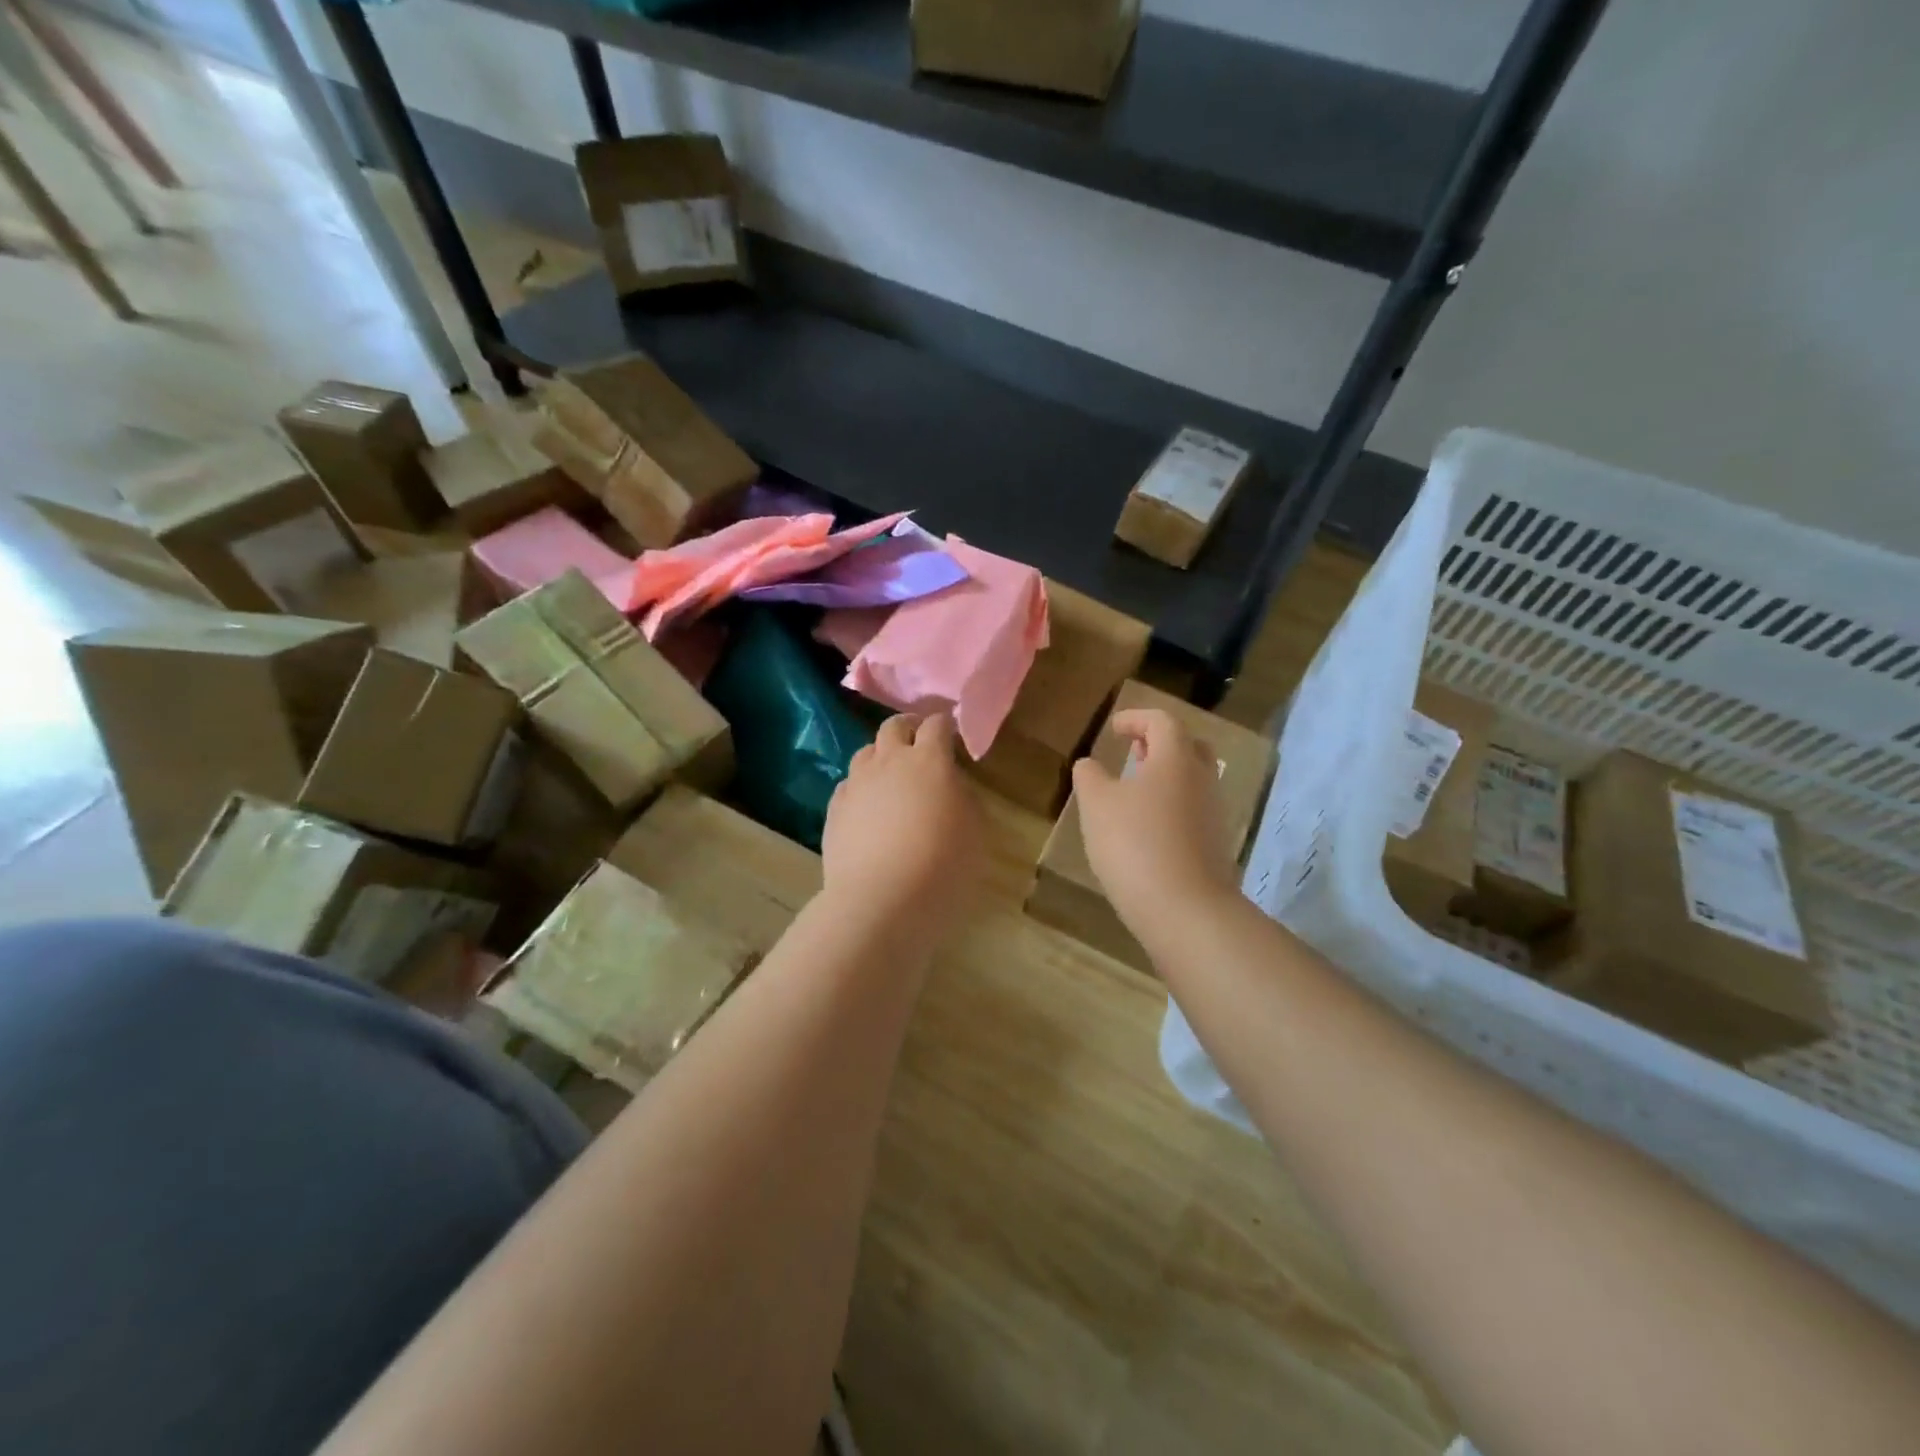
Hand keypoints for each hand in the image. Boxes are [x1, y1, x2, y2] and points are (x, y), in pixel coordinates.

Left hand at [823, 713, 984, 937]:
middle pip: (894, 726)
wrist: (882, 902)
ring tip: (891, 777)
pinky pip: (848, 785)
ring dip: (881, 757)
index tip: (953, 737)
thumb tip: (949, 783)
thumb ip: (962, 795)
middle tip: (919, 745)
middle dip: (908, 729)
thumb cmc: (943, 866)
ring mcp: (857, 784)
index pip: (936, 724)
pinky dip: (861, 788)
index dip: (945, 725)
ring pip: (865, 752)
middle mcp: (889, 762)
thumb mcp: (975, 829)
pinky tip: (868, 809)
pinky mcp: (835, 810)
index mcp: (929, 760)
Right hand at [1071, 708, 1238, 935]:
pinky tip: (1147, 827)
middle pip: (1188, 746)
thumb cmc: (1135, 844)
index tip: (1113, 728)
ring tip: (1134, 789)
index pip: (1161, 721)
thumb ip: (1089, 777)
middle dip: (1159, 743)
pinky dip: (1171, 805)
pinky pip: (1193, 810)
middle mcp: (1202, 779)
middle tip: (1133, 751)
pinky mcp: (1215, 845)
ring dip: (1165, 776)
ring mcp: (1214, 814)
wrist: (1185, 910)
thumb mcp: (1096, 805)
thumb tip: (1089, 764)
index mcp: (1176, 759)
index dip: (1135, 718)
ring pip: (1192, 780)